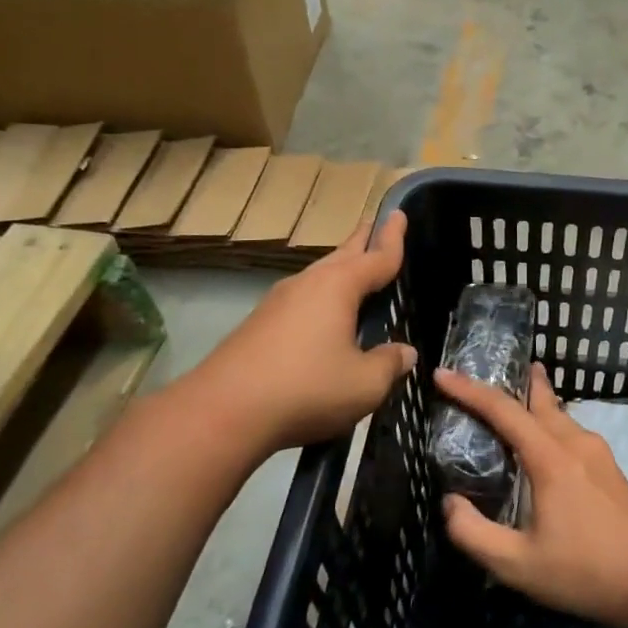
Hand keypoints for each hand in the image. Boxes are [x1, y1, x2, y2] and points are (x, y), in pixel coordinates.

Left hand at [189, 210, 416, 453]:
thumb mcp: (364, 384)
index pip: (376, 257)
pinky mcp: (259, 325)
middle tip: (378, 226)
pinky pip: (302, 300)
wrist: (222, 413)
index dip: (393, 238)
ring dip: (341, 270)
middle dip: (363, 241)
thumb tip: (404, 352)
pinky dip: (322, 298)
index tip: (400, 213)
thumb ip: (389, 364)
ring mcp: (278, 303)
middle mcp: (307, 284)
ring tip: (357, 271)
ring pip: (319, 277)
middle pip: (343, 256)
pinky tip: (324, 317)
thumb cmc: (306, 389)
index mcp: (337, 287)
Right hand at [435, 363, 627, 627]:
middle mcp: (575, 444)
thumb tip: (450, 503)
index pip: (503, 411)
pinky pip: (571, 431)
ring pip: (559, 414)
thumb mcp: (517, 565)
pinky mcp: (610, 469)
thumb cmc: (585, 571)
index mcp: (550, 459)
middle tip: (488, 368)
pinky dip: (549, 422)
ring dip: (535, 400)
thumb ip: (474, 533)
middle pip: (539, 400)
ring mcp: (598, 454)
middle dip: (513, 381)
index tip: (442, 374)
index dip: (469, 390)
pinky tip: (546, 440)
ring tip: (517, 395)